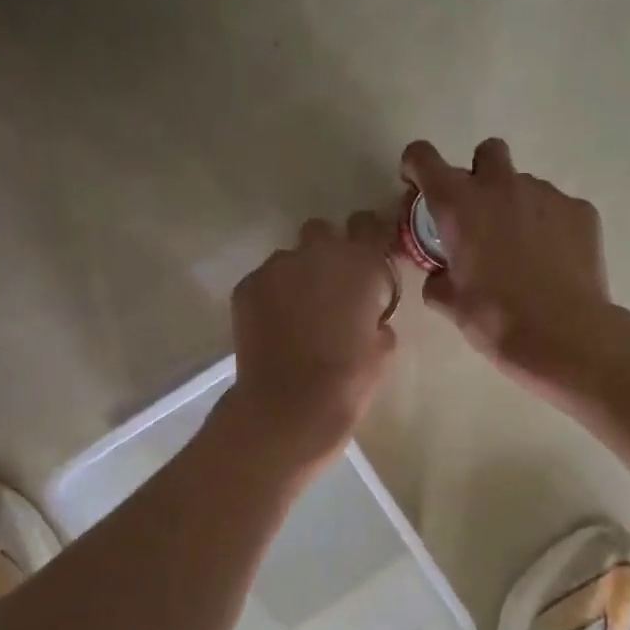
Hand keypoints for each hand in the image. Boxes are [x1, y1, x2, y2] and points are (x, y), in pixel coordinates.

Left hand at [225, 214, 398, 473]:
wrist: (289, 405)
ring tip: (297, 317)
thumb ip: (377, 317)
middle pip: (322, 232)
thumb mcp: (384, 348)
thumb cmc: (349, 379)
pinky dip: (271, 298)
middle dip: (326, 253)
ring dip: (296, 278)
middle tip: (330, 289)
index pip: (368, 224)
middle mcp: (316, 253)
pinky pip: (264, 283)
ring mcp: (276, 267)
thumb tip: (368, 315)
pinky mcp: (246, 287)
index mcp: (360, 263)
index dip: (369, 235)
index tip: (369, 254)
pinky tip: (275, 330)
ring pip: (289, 260)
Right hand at [399, 139, 616, 392]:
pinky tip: (552, 261)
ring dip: (516, 205)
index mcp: (459, 205)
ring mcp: (546, 194)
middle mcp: (501, 186)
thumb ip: (437, 280)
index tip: (418, 189)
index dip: (416, 167)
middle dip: (479, 174)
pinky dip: (549, 226)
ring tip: (522, 251)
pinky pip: (557, 208)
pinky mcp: (581, 211)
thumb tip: (439, 275)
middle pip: (487, 152)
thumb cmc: (496, 320)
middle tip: (479, 215)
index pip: (423, 157)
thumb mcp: (452, 305)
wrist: (564, 335)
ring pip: (524, 184)